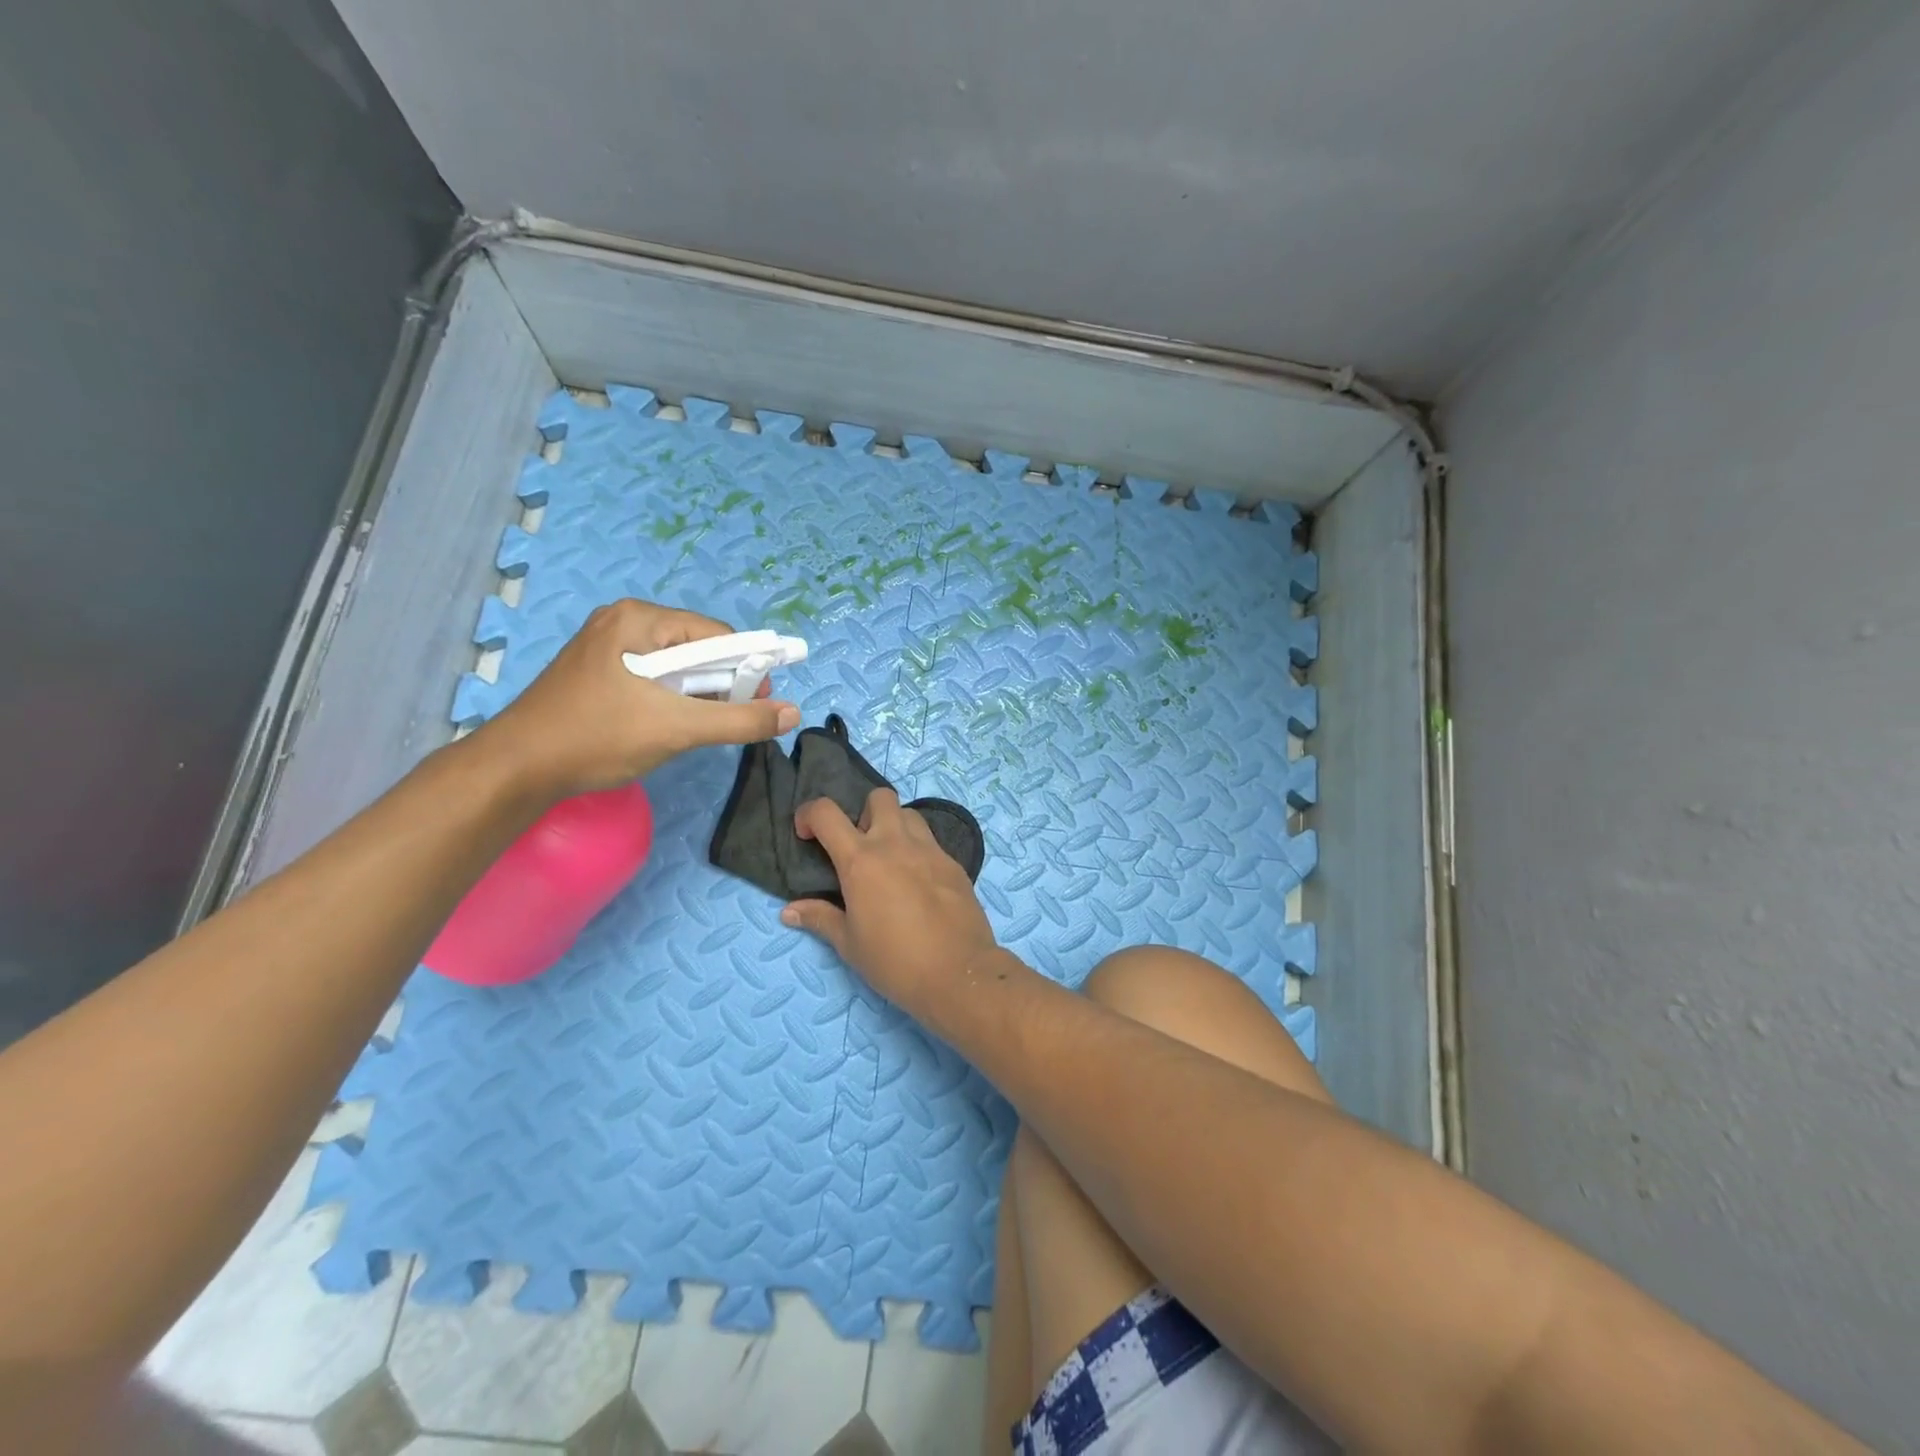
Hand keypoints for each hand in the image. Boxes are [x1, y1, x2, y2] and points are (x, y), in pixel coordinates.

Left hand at [480, 599, 799, 798]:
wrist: (516, 770)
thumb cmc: (598, 737)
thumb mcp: (677, 728)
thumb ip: (740, 720)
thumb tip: (793, 713)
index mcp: (639, 619)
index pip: (716, 634)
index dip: (746, 667)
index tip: (760, 702)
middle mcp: (622, 622)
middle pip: (696, 648)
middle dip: (720, 684)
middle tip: (728, 719)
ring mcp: (606, 646)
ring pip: (675, 666)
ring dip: (696, 695)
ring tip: (695, 727)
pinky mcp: (597, 671)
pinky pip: (652, 678)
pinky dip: (670, 699)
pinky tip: (667, 725)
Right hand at [781, 789, 1002, 1019]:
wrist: (958, 973)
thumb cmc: (894, 961)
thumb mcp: (849, 944)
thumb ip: (820, 918)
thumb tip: (789, 911)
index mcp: (861, 860)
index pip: (826, 812)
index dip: (809, 814)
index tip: (807, 835)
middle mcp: (895, 843)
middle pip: (879, 797)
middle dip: (864, 813)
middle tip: (860, 847)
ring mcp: (930, 850)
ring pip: (909, 815)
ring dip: (894, 827)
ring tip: (890, 861)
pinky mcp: (954, 863)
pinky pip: (931, 842)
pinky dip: (918, 851)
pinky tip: (918, 884)